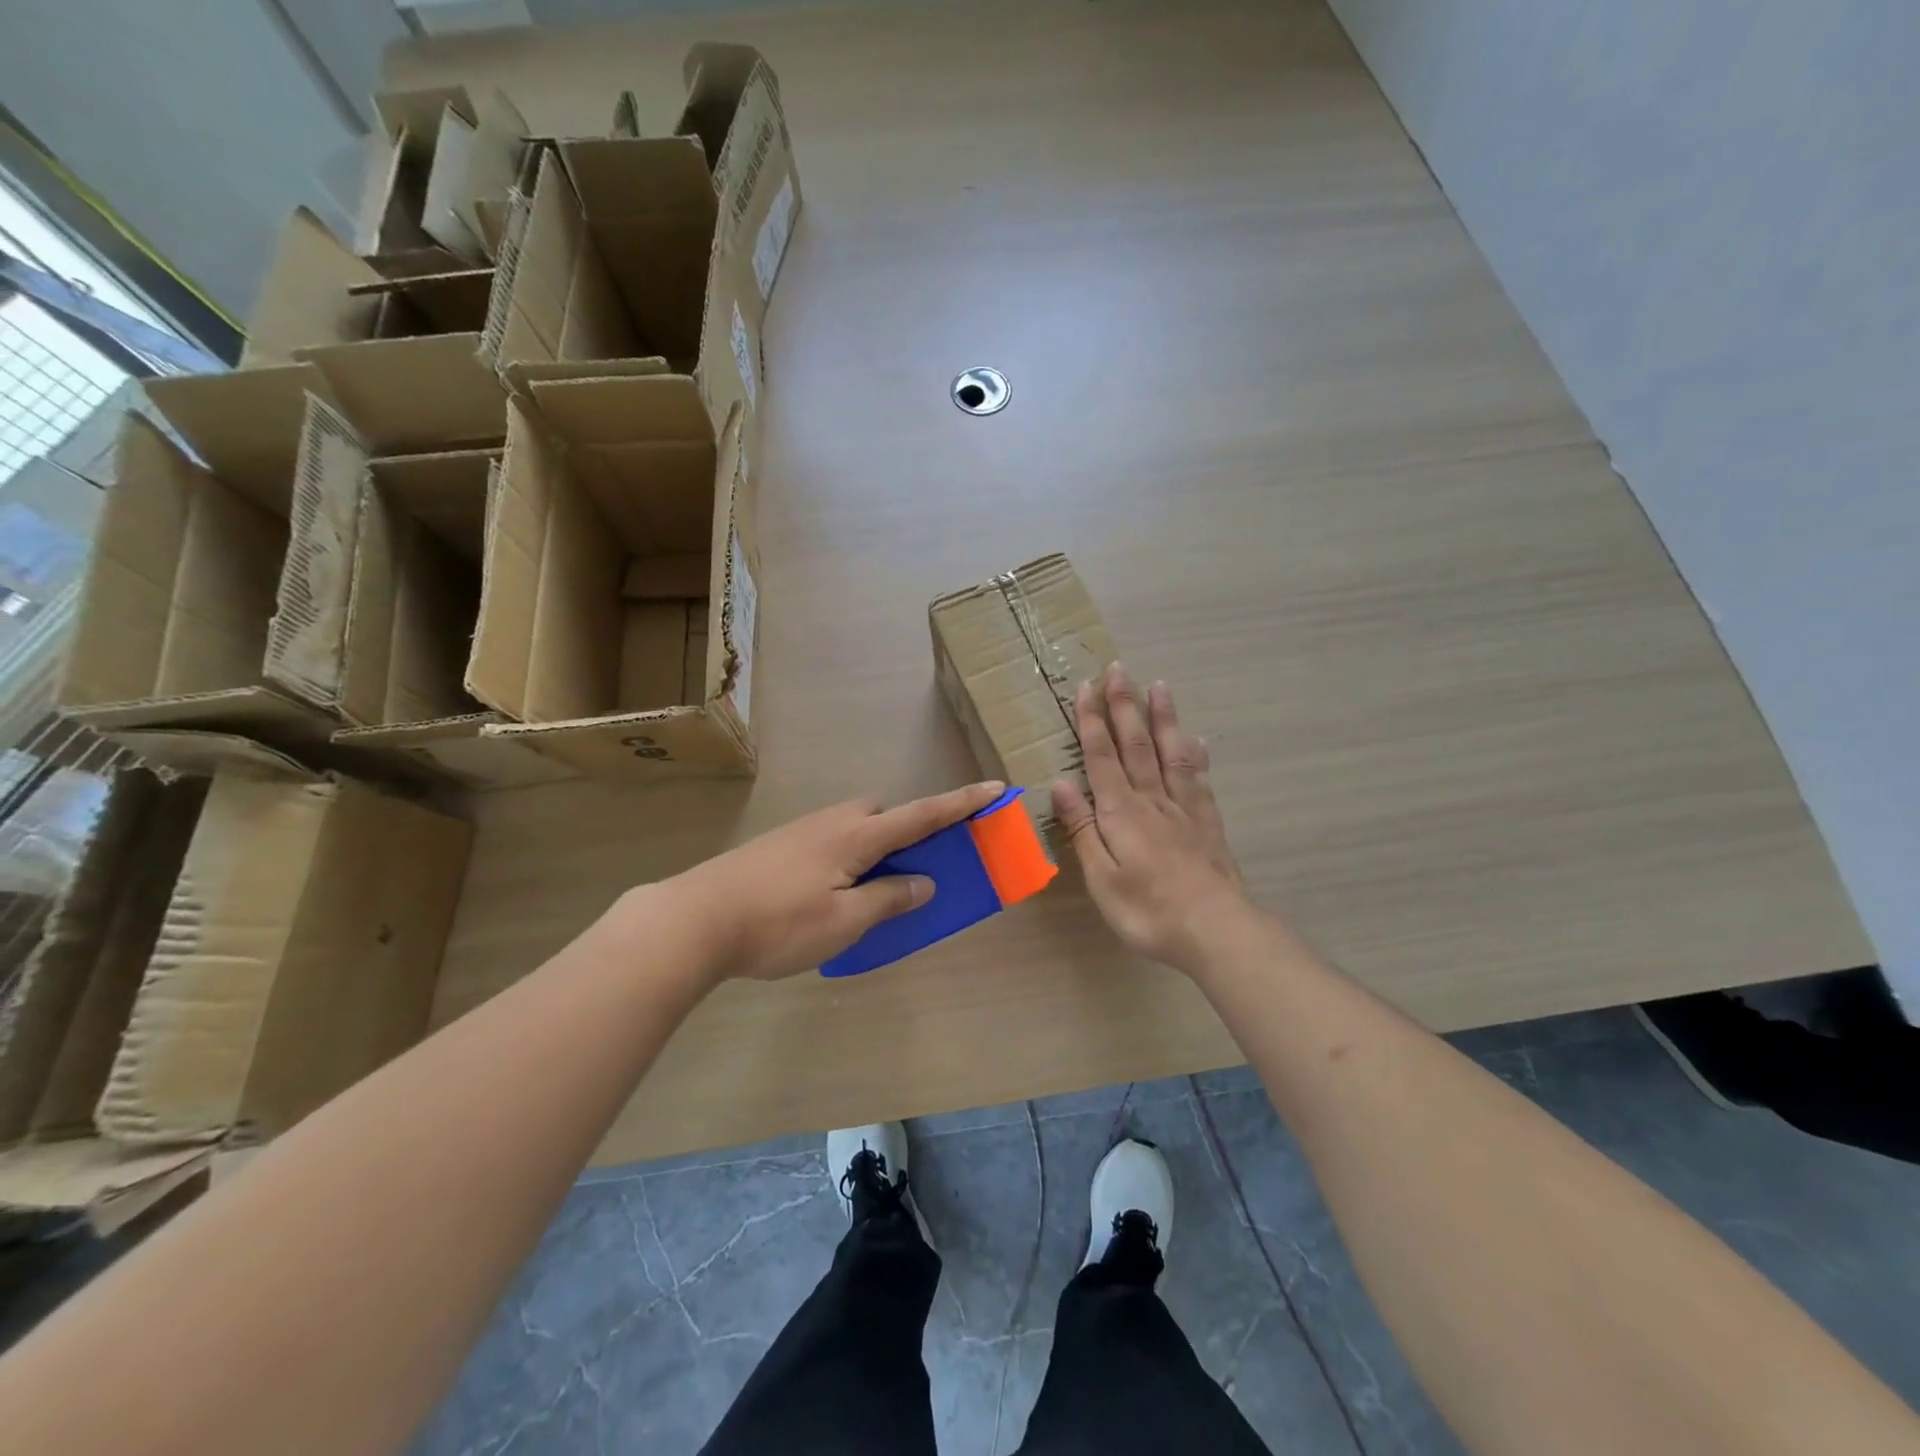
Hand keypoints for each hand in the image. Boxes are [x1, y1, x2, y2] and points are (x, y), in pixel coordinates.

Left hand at [667, 781, 1007, 981]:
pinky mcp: (778, 846)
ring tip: (867, 891)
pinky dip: (846, 858)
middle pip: (883, 814)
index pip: (921, 815)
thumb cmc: (778, 923)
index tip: (996, 788)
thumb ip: (888, 899)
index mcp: (856, 836)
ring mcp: (801, 831)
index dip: (961, 803)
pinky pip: (830, 841)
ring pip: (853, 828)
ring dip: (873, 848)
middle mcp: (832, 823)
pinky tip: (827, 895)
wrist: (694, 918)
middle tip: (909, 870)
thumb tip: (923, 883)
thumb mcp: (844, 922)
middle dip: (906, 830)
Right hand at [1052, 665, 1248, 974]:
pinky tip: (1197, 740)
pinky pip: (1199, 779)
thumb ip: (1082, 828)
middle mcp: (1152, 799)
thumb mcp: (1101, 876)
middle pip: (1136, 743)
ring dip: (1162, 717)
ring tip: (1159, 686)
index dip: (1092, 721)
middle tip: (1119, 668)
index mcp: (1121, 811)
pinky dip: (1196, 755)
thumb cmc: (1148, 910)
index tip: (1086, 687)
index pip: (1102, 756)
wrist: (1215, 929)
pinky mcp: (1207, 822)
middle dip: (1124, 704)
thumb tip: (1060, 783)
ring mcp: (1184, 808)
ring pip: (1170, 751)